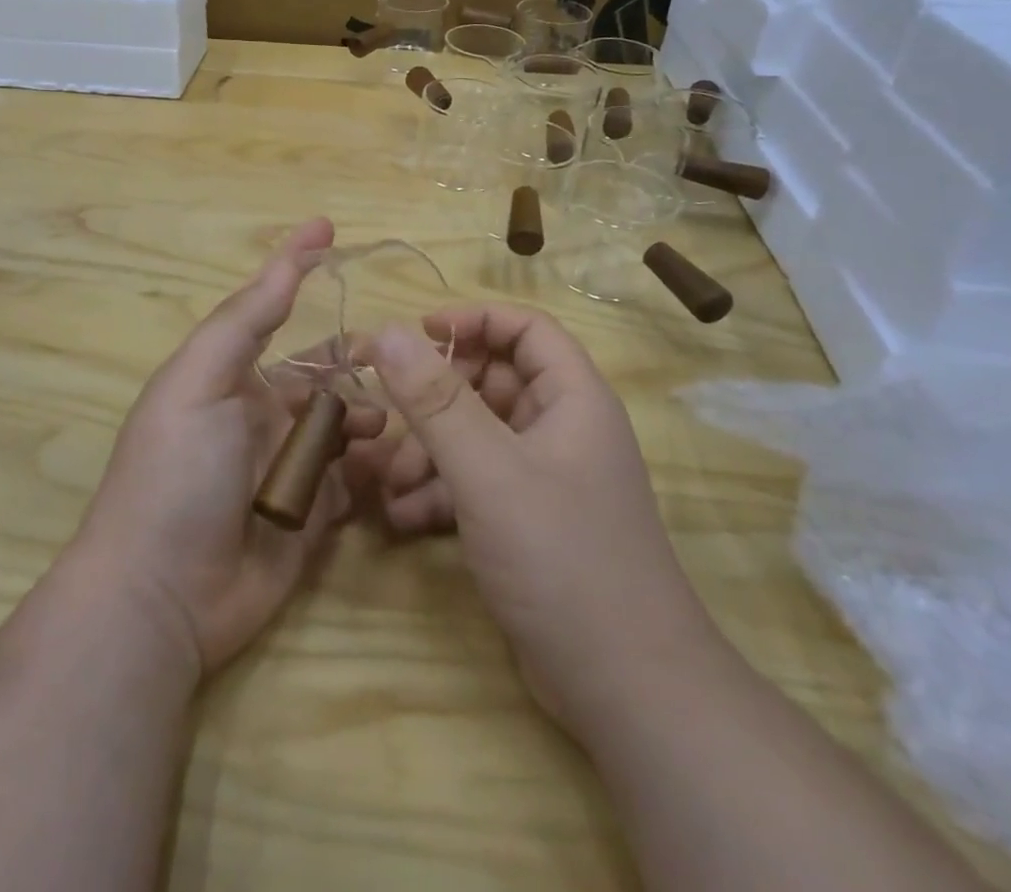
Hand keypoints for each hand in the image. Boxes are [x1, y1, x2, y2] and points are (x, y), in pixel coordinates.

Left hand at [73, 218, 385, 676]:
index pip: (274, 311)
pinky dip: (379, 466)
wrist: (163, 596)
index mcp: (232, 378)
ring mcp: (292, 466)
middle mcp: (264, 415)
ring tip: (394, 420)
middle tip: (401, 359)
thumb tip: (285, 262)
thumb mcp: (198, 382)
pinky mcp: (317, 516)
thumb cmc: (176, 472)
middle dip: (359, 361)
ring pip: (348, 423)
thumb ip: (243, 323)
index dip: (298, 268)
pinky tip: (399, 462)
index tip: (328, 228)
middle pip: (325, 372)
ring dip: (374, 414)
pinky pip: (357, 479)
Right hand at [362, 305, 713, 733]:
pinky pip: (475, 483)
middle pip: (491, 382)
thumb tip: (385, 332)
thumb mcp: (487, 470)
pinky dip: (439, 492)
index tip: (417, 332)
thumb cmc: (562, 557)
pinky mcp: (527, 522)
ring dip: (428, 451)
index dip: (473, 320)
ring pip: (476, 436)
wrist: (625, 691)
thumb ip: (434, 400)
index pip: (526, 329)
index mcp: (572, 399)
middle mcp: (562, 429)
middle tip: (389, 417)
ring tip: (389, 484)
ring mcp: (545, 478)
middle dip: (435, 400)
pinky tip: (403, 518)